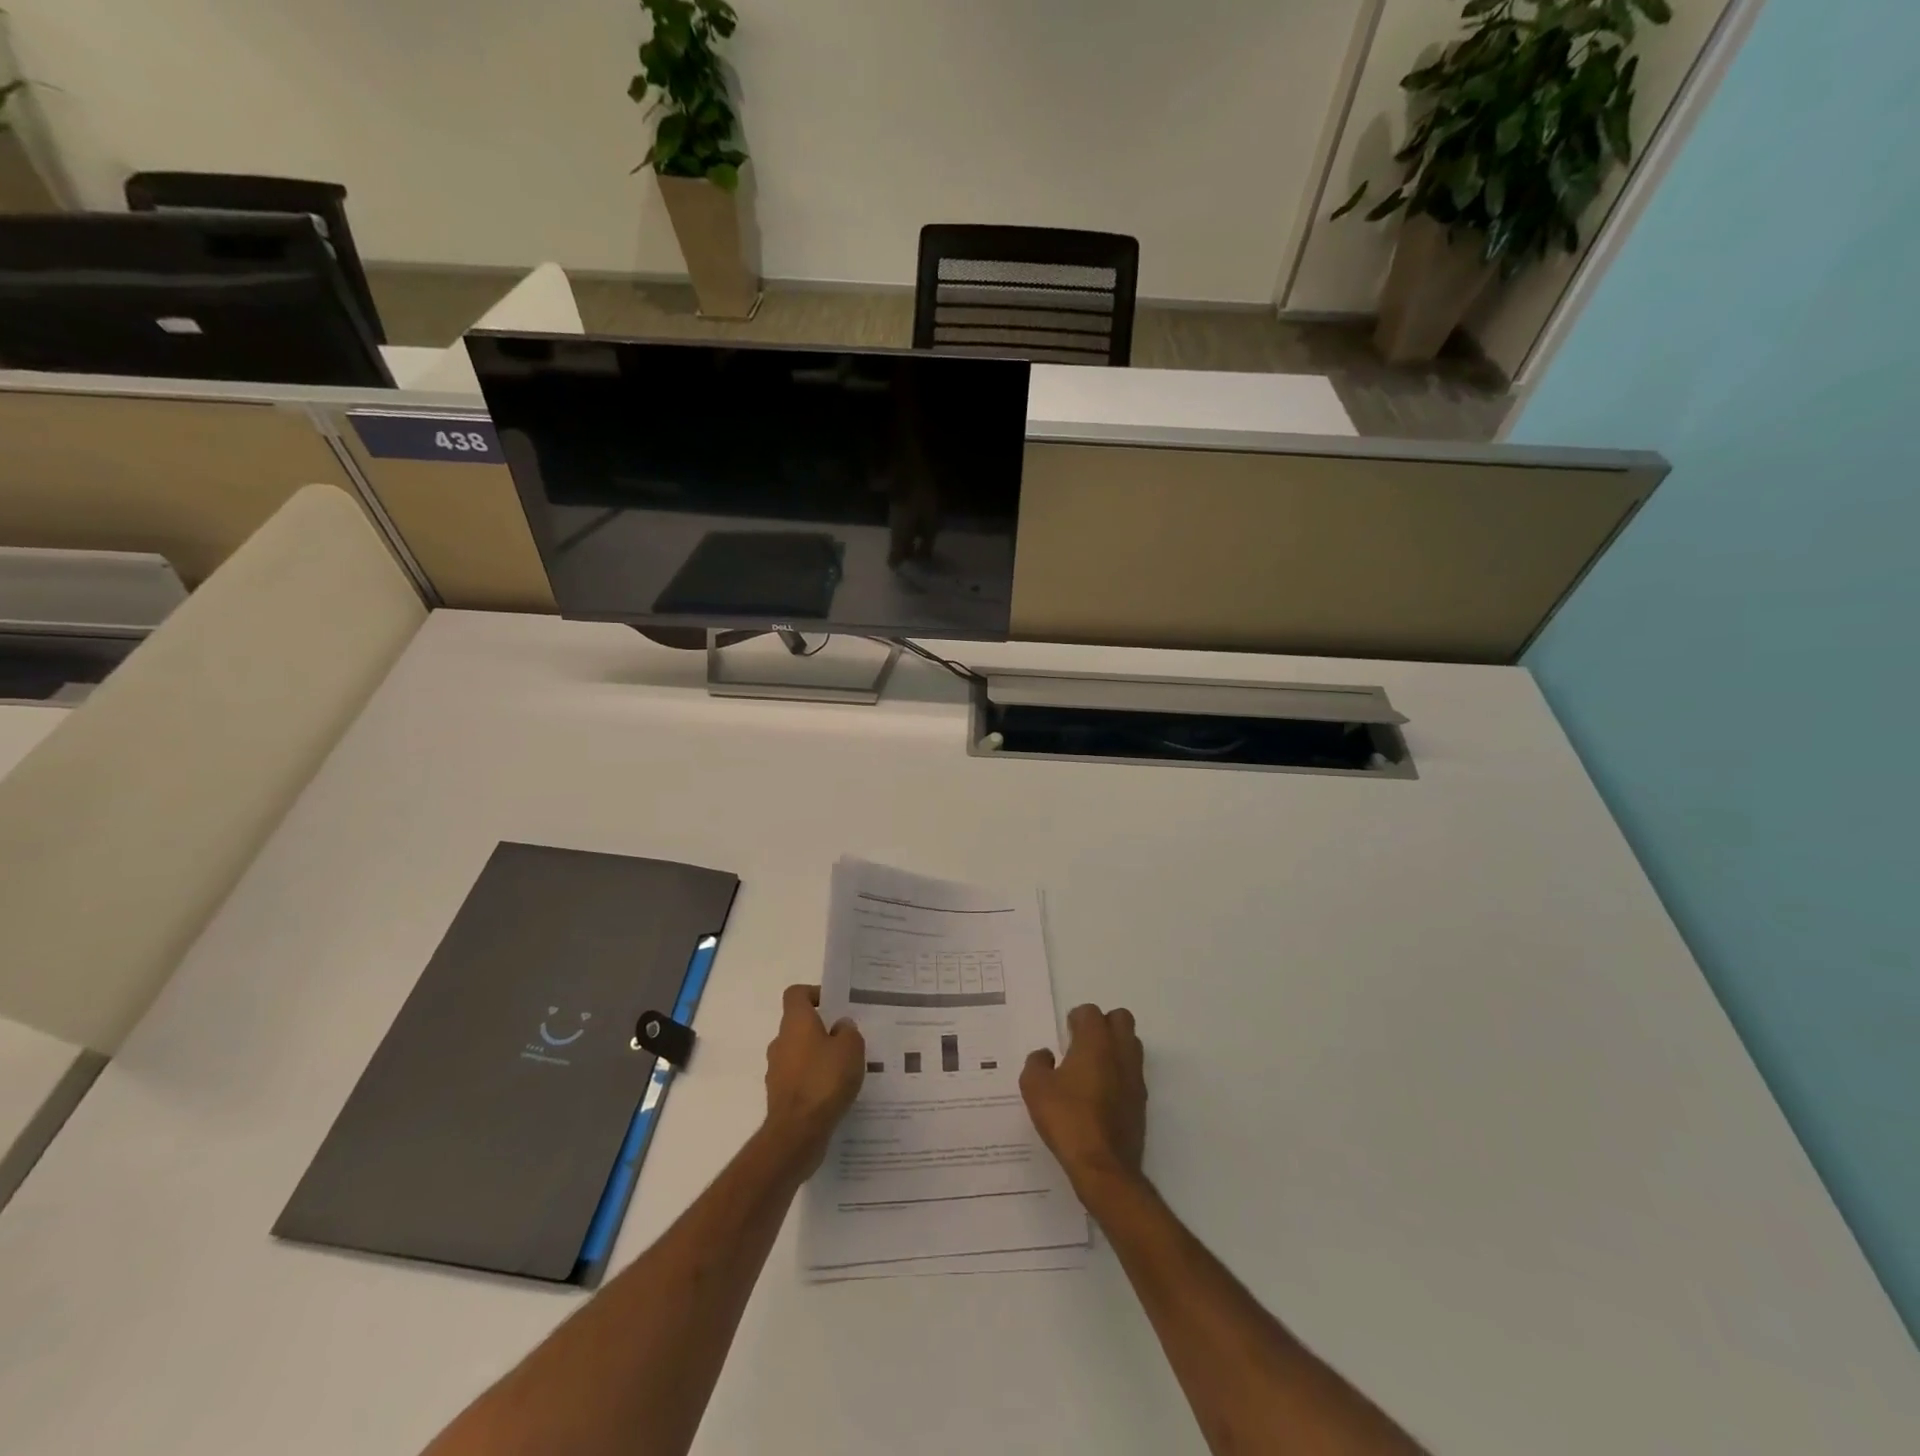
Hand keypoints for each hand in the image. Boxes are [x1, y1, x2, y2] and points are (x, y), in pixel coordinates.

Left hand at [764, 984, 865, 1172]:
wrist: (797, 1132)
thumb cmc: (825, 1080)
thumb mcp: (851, 1048)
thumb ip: (848, 1031)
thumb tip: (840, 1027)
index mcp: (795, 1022)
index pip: (796, 994)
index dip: (814, 994)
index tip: (833, 1006)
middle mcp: (781, 1041)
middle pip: (799, 1025)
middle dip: (821, 1030)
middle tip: (847, 1040)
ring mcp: (776, 1070)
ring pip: (799, 1054)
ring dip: (817, 1057)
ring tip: (844, 1070)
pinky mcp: (779, 1096)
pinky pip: (798, 1079)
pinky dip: (812, 1081)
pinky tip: (833, 1094)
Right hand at [1021, 1003, 1147, 1199]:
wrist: (1103, 1167)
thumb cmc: (1067, 1119)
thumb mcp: (1035, 1088)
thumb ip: (1037, 1063)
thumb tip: (1045, 1055)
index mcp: (1095, 1042)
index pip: (1091, 1012)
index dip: (1076, 1018)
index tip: (1065, 1033)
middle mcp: (1120, 1052)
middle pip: (1121, 1019)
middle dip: (1103, 1024)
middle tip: (1082, 1043)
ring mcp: (1135, 1077)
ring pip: (1131, 1044)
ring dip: (1114, 1047)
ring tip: (1092, 1067)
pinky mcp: (1141, 1102)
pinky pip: (1133, 1073)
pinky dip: (1120, 1073)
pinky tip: (1100, 1093)